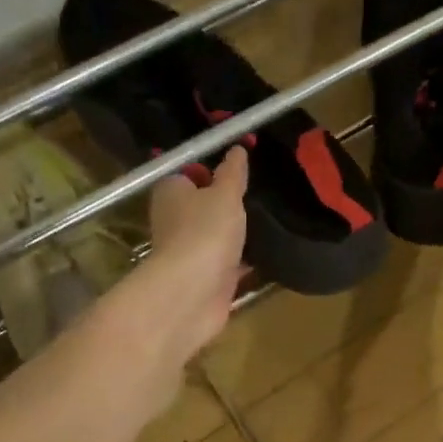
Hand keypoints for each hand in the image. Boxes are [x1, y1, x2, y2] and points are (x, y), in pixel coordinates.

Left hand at [132, 145, 249, 365]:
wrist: (194, 292)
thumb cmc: (205, 231)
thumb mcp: (225, 194)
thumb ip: (233, 173)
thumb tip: (237, 149)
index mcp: (171, 192)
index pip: (188, 174)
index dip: (211, 170)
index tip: (240, 168)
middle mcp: (174, 221)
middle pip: (202, 206)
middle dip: (227, 203)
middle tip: (261, 194)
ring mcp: (190, 252)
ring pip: (216, 236)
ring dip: (237, 233)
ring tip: (271, 220)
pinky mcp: (206, 279)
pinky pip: (228, 263)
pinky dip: (244, 261)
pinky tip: (269, 253)